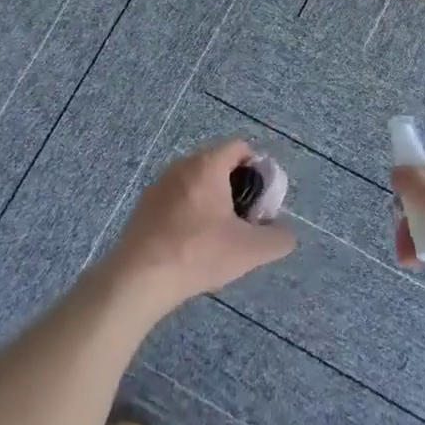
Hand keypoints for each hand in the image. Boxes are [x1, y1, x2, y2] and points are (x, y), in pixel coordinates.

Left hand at [106, 139, 296, 310]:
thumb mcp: (251, 250)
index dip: (258, 168)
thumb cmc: (199, 253)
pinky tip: (192, 243)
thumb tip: (284, 234)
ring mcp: (158, 185)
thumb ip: (279, 238)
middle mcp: (180, 166)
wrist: (140, 277)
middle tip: (245, 219)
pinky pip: (176, 198)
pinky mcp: (144, 206)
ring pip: (196, 182)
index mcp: (207, 165)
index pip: (239, 147)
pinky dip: (190, 212)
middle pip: (218, 164)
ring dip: (213, 201)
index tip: (262, 198)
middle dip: (237, 187)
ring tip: (220, 235)